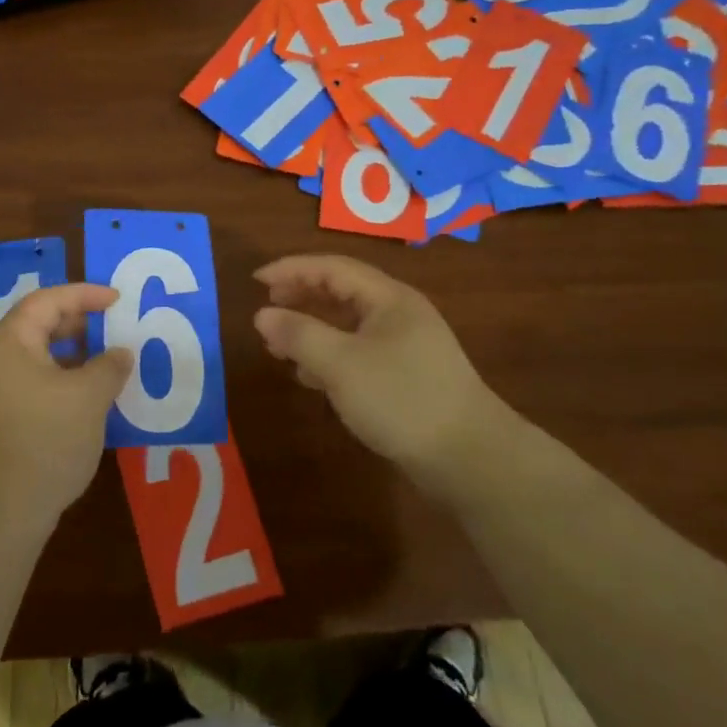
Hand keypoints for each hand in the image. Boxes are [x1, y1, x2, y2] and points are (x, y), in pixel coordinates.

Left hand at [0, 283, 133, 527]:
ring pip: (38, 357)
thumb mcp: (88, 397)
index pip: (47, 301)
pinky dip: (62, 380)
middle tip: (113, 326)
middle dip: (78, 323)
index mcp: (10, 342)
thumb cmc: (45, 439)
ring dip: (73, 355)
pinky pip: (34, 383)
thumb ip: (109, 366)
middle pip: (38, 325)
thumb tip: (120, 353)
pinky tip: (87, 400)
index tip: (118, 300)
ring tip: (106, 363)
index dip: (84, 295)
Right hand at [253, 253, 511, 474]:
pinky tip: (310, 377)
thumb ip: (299, 335)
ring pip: (348, 326)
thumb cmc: (402, 398)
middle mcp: (399, 314)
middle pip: (342, 293)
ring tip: (279, 348)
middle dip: (301, 298)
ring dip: (312, 331)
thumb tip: (262, 314)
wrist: (470, 458)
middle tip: (266, 310)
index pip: (333, 268)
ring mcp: (406, 347)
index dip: (292, 269)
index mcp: (389, 299)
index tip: (256, 281)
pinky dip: (329, 358)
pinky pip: (358, 354)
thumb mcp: (341, 364)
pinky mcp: (406, 377)